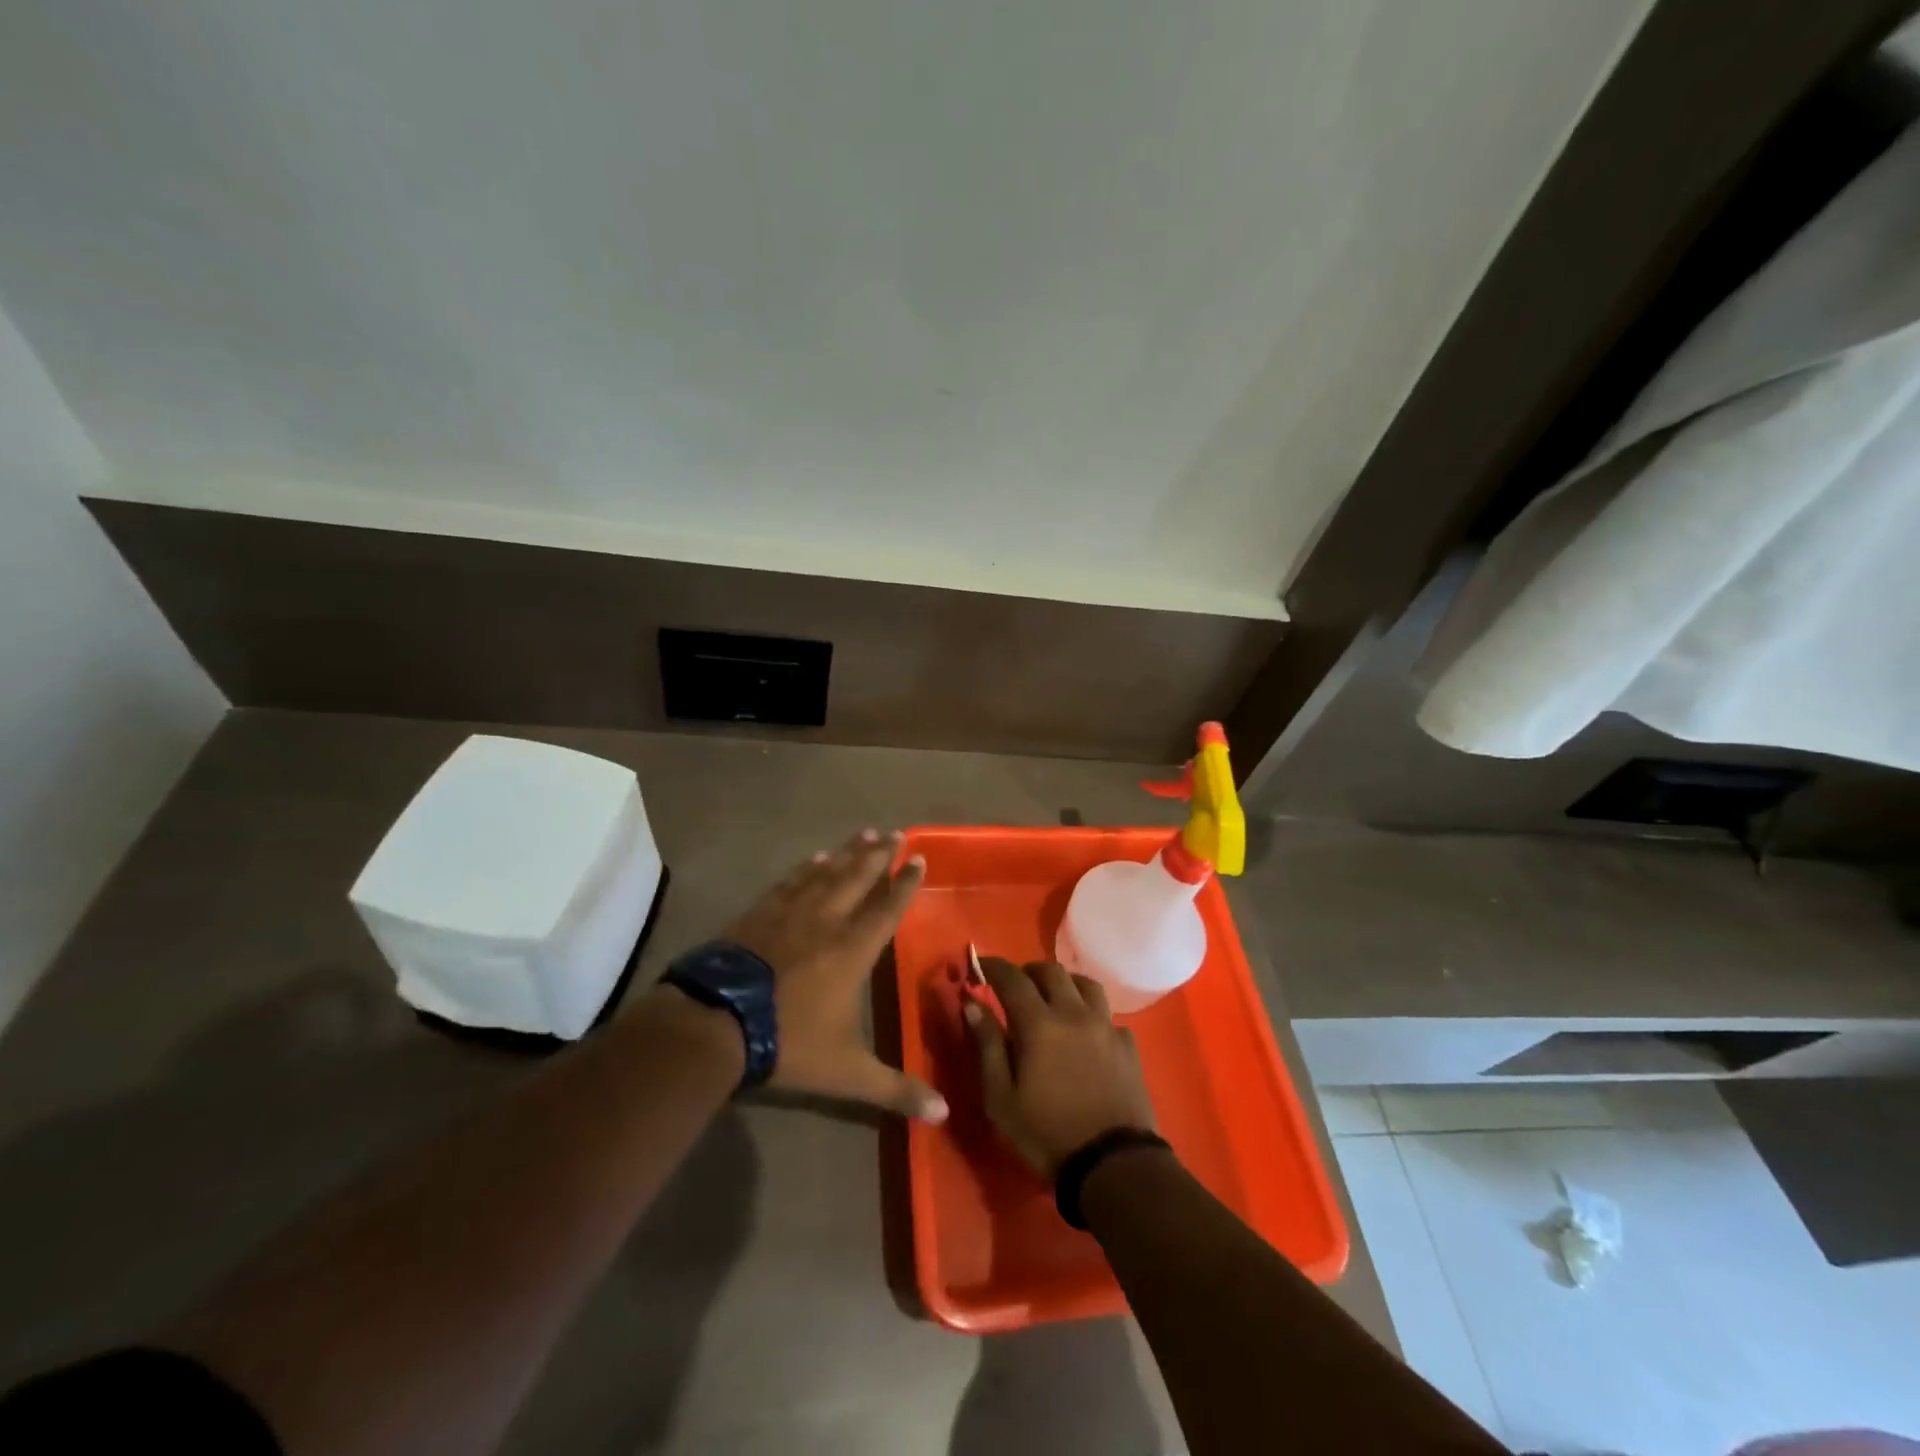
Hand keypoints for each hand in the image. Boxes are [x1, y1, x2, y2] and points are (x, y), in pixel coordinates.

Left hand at [719, 829, 946, 1122]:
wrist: (715, 1023)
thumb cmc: (787, 1042)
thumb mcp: (846, 1073)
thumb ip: (894, 1089)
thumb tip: (943, 1113)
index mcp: (852, 949)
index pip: (887, 908)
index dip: (904, 883)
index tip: (918, 857)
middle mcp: (826, 921)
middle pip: (858, 878)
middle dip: (879, 855)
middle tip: (894, 832)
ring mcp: (789, 913)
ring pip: (826, 873)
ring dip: (847, 853)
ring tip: (862, 834)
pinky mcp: (758, 914)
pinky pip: (790, 882)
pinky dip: (805, 868)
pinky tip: (813, 858)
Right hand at [965, 957, 1155, 1178]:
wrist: (1112, 1163)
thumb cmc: (1046, 1133)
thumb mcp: (1001, 1098)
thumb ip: (987, 1046)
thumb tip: (972, 1004)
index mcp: (1039, 1023)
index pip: (1012, 978)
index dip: (994, 967)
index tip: (980, 966)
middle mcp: (1074, 1013)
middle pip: (1051, 971)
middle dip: (1028, 971)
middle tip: (1015, 985)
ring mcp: (1105, 1026)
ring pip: (1085, 984)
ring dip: (1064, 982)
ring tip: (1053, 997)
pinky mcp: (1127, 1045)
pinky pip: (1107, 1014)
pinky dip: (1091, 1012)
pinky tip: (1085, 1031)